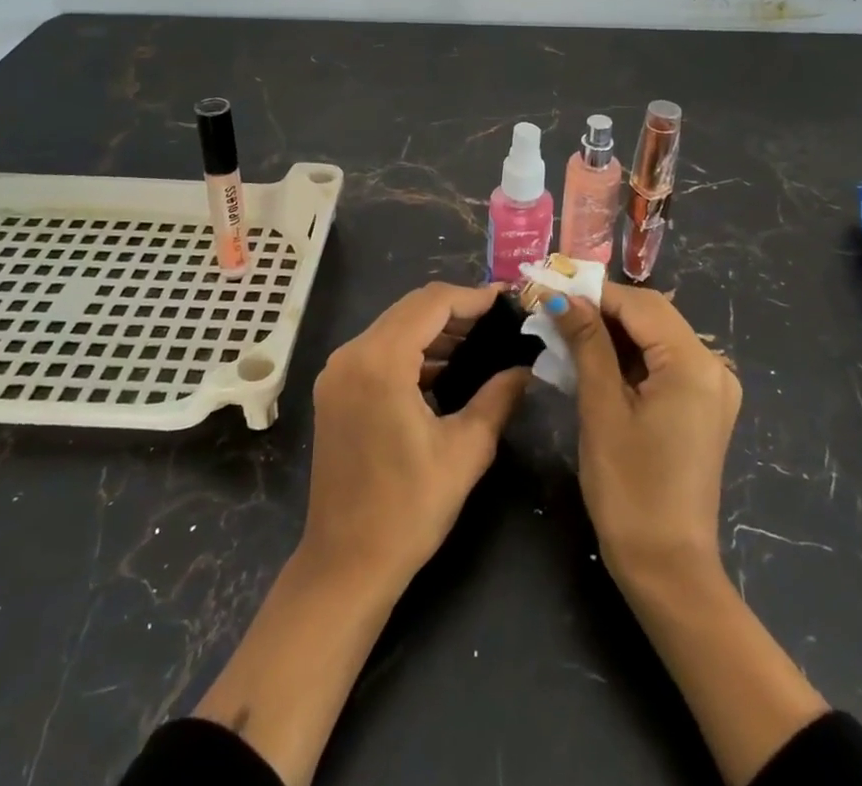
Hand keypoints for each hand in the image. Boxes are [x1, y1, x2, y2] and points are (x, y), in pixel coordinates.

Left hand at [300, 282, 527, 590]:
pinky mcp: (334, 391)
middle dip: (456, 309)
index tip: (506, 301)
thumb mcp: (466, 450)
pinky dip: (413, 349)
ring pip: (394, 327)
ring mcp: (337, 372)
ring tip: (480, 341)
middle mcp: (351, 354)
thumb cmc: (408, 510)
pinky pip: (379, 350)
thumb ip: (499, 397)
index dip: (472, 297)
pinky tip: (444, 368)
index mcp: (380, 361)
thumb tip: (526, 368)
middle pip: (411, 309)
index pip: (432, 303)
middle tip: (498, 320)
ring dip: (434, 329)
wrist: (344, 565)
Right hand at [553, 286, 827, 785]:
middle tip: (554, 312)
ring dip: (614, 333)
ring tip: (566, 333)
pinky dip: (630, 357)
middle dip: (603, 310)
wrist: (668, 569)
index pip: (640, 304)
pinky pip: (664, 363)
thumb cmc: (629, 489)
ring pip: (656, 337)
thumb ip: (587, 343)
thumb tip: (562, 297)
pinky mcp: (702, 407)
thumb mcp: (602, 409)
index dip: (594, 293)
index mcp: (694, 364)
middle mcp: (713, 367)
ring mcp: (712, 388)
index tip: (551, 289)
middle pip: (652, 316)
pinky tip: (595, 361)